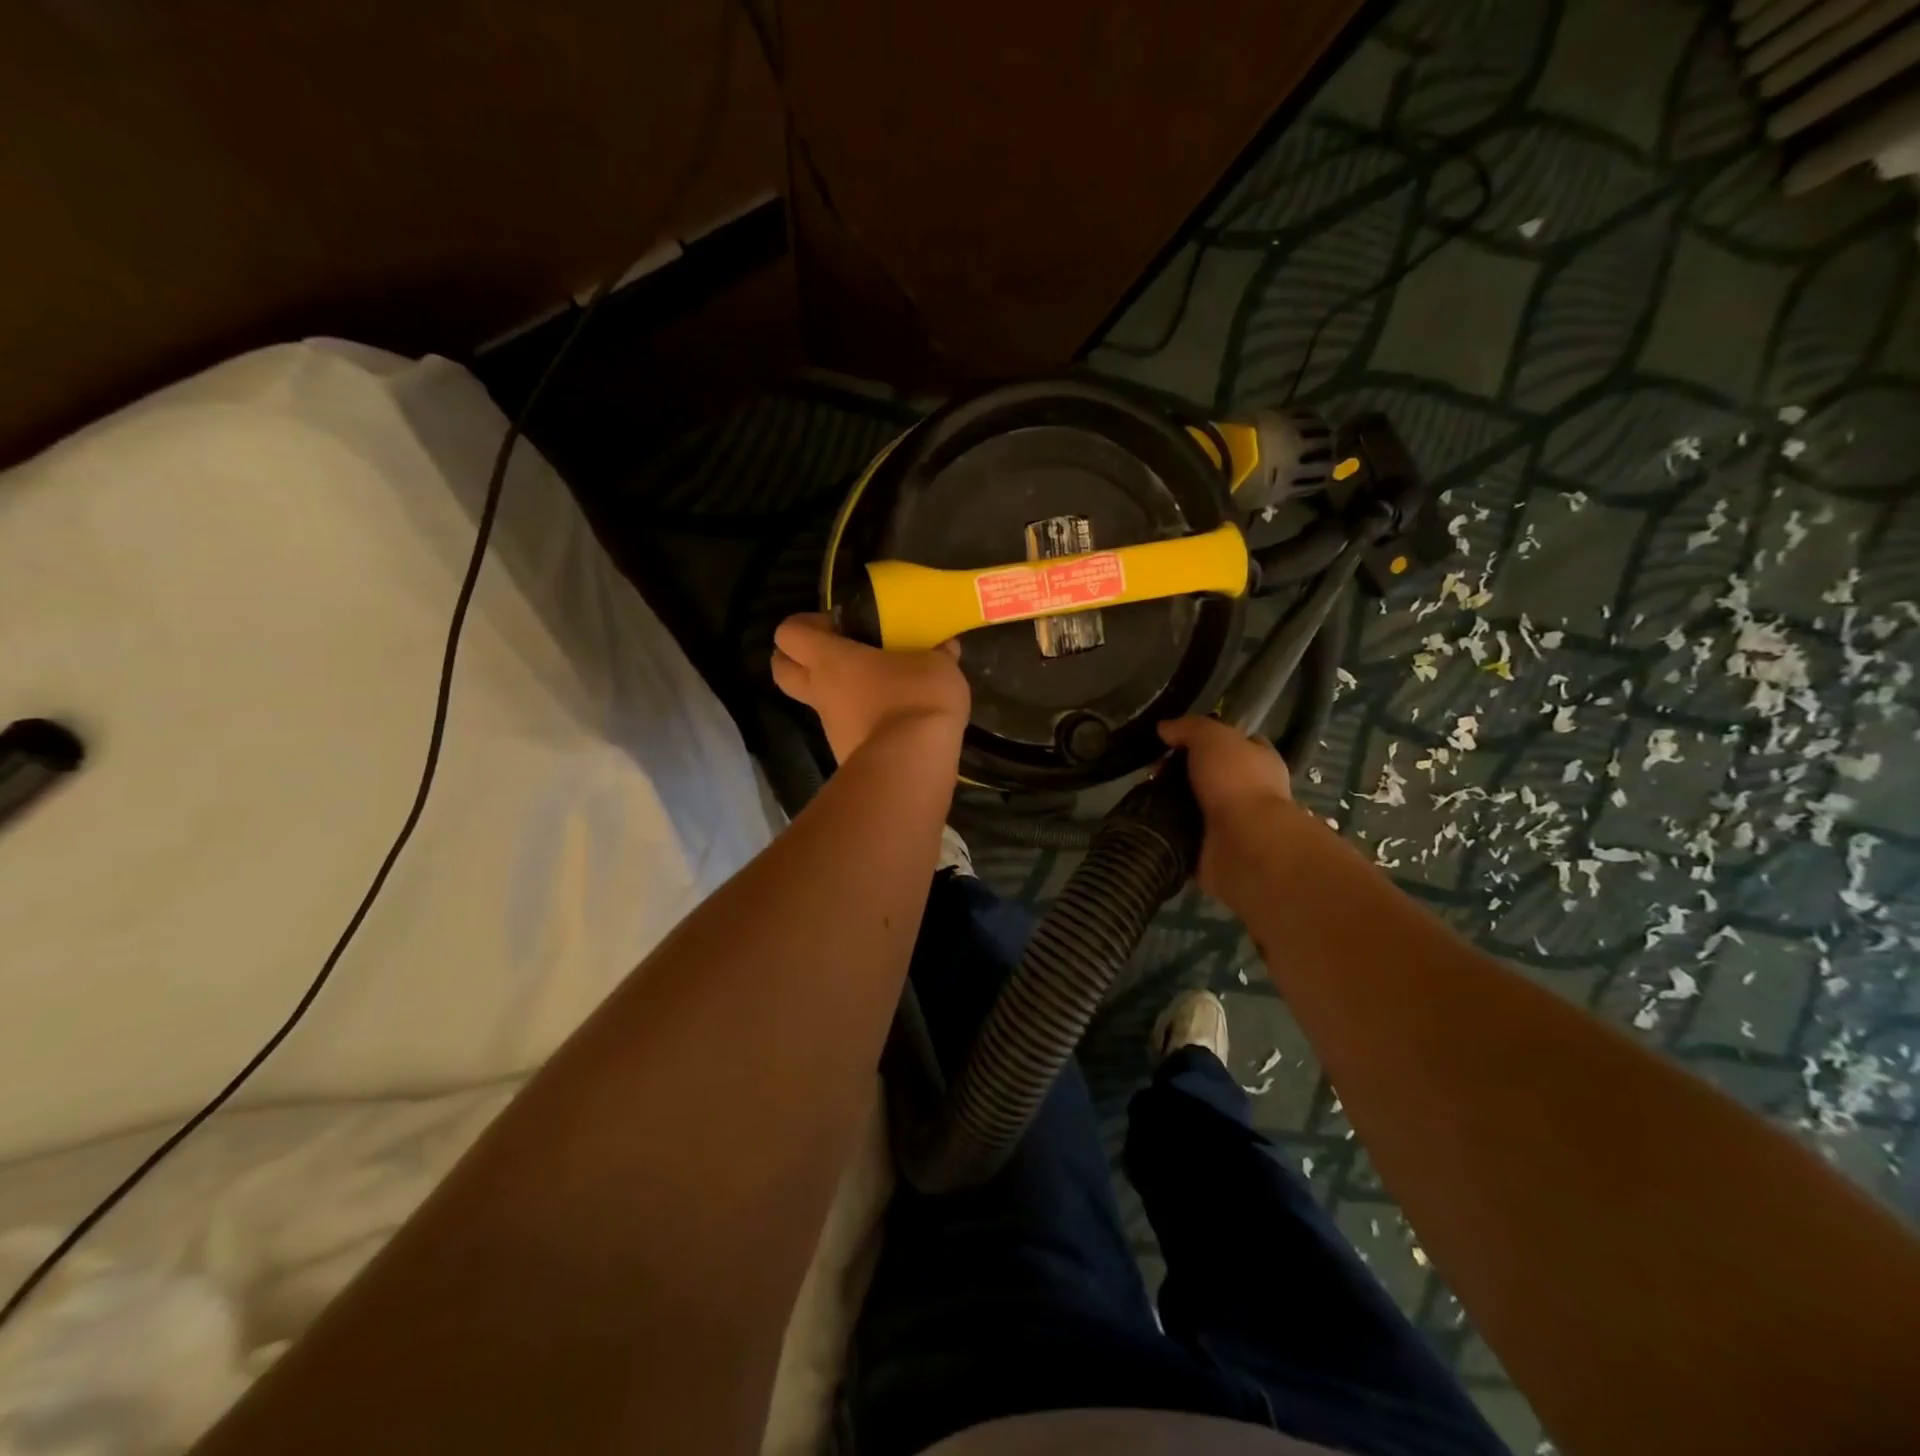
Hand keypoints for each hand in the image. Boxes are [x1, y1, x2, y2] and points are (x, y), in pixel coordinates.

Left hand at [772, 613, 969, 764]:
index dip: (804, 624)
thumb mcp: (939, 667)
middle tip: (834, 652)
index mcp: (831, 659)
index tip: (836, 624)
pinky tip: (896, 722)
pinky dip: (862, 723)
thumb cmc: (916, 699)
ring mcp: (830, 728)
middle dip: (797, 658)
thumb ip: (938, 655)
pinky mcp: (847, 755)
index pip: (790, 633)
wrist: (912, 765)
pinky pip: (847, 731)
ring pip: (817, 703)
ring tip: (880, 690)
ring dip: (838, 694)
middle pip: (782, 670)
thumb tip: (946, 648)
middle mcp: (821, 692)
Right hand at [1157, 717, 1294, 902]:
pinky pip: (1181, 833)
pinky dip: (1165, 828)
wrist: (1243, 845)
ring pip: (1191, 805)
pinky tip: (1145, 819)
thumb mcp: (1212, 738)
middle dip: (1178, 772)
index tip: (1173, 740)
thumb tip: (1164, 728)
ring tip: (1141, 796)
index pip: (1234, 743)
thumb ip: (1189, 728)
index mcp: (1258, 761)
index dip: (1205, 738)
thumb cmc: (1236, 782)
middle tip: (1150, 771)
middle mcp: (1248, 792)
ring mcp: (1230, 823)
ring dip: (1168, 801)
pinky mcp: (1210, 849)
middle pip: (1207, 774)